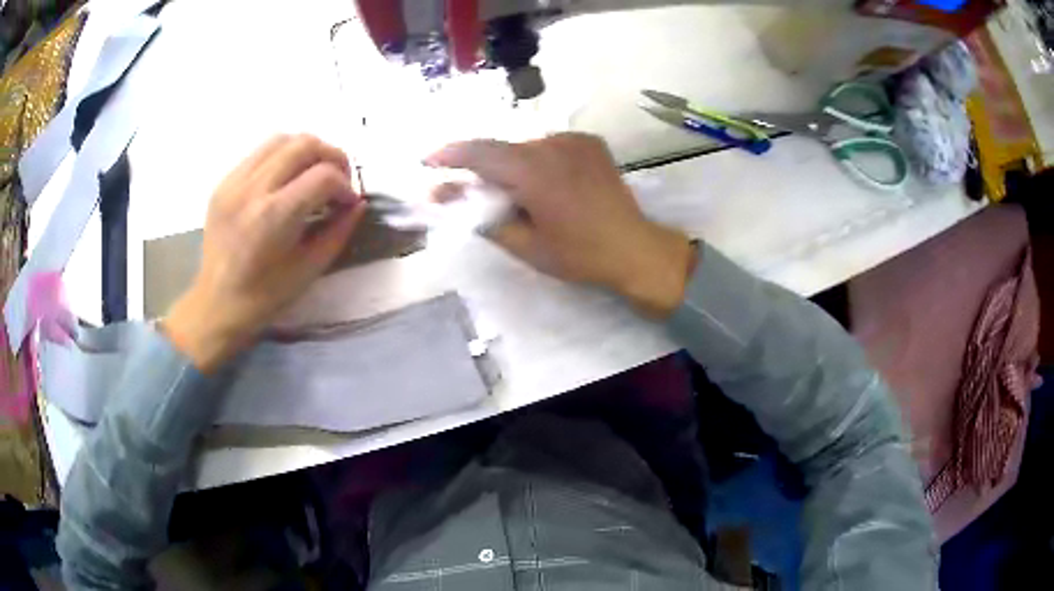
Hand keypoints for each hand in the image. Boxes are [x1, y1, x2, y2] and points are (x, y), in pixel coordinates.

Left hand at [164, 135, 365, 372]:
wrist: (216, 304)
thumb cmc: (264, 297)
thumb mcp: (309, 270)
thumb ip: (338, 232)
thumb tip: (357, 204)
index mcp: (274, 216)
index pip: (323, 176)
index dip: (345, 186)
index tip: (348, 203)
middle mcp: (252, 189)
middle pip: (304, 144)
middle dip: (332, 157)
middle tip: (337, 182)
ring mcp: (234, 182)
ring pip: (282, 139)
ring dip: (307, 151)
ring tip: (313, 175)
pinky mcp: (224, 182)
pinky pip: (260, 152)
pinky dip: (282, 158)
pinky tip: (285, 181)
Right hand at [427, 133, 693, 316]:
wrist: (634, 248)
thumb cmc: (578, 254)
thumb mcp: (523, 244)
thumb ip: (479, 216)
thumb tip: (442, 195)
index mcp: (533, 170)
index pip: (478, 152)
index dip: (448, 154)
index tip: (428, 162)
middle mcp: (552, 144)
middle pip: (501, 149)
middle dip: (483, 168)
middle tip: (478, 195)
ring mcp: (574, 139)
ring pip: (524, 147)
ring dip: (512, 165)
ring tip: (521, 195)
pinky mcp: (589, 141)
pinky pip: (548, 146)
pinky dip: (537, 161)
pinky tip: (547, 185)